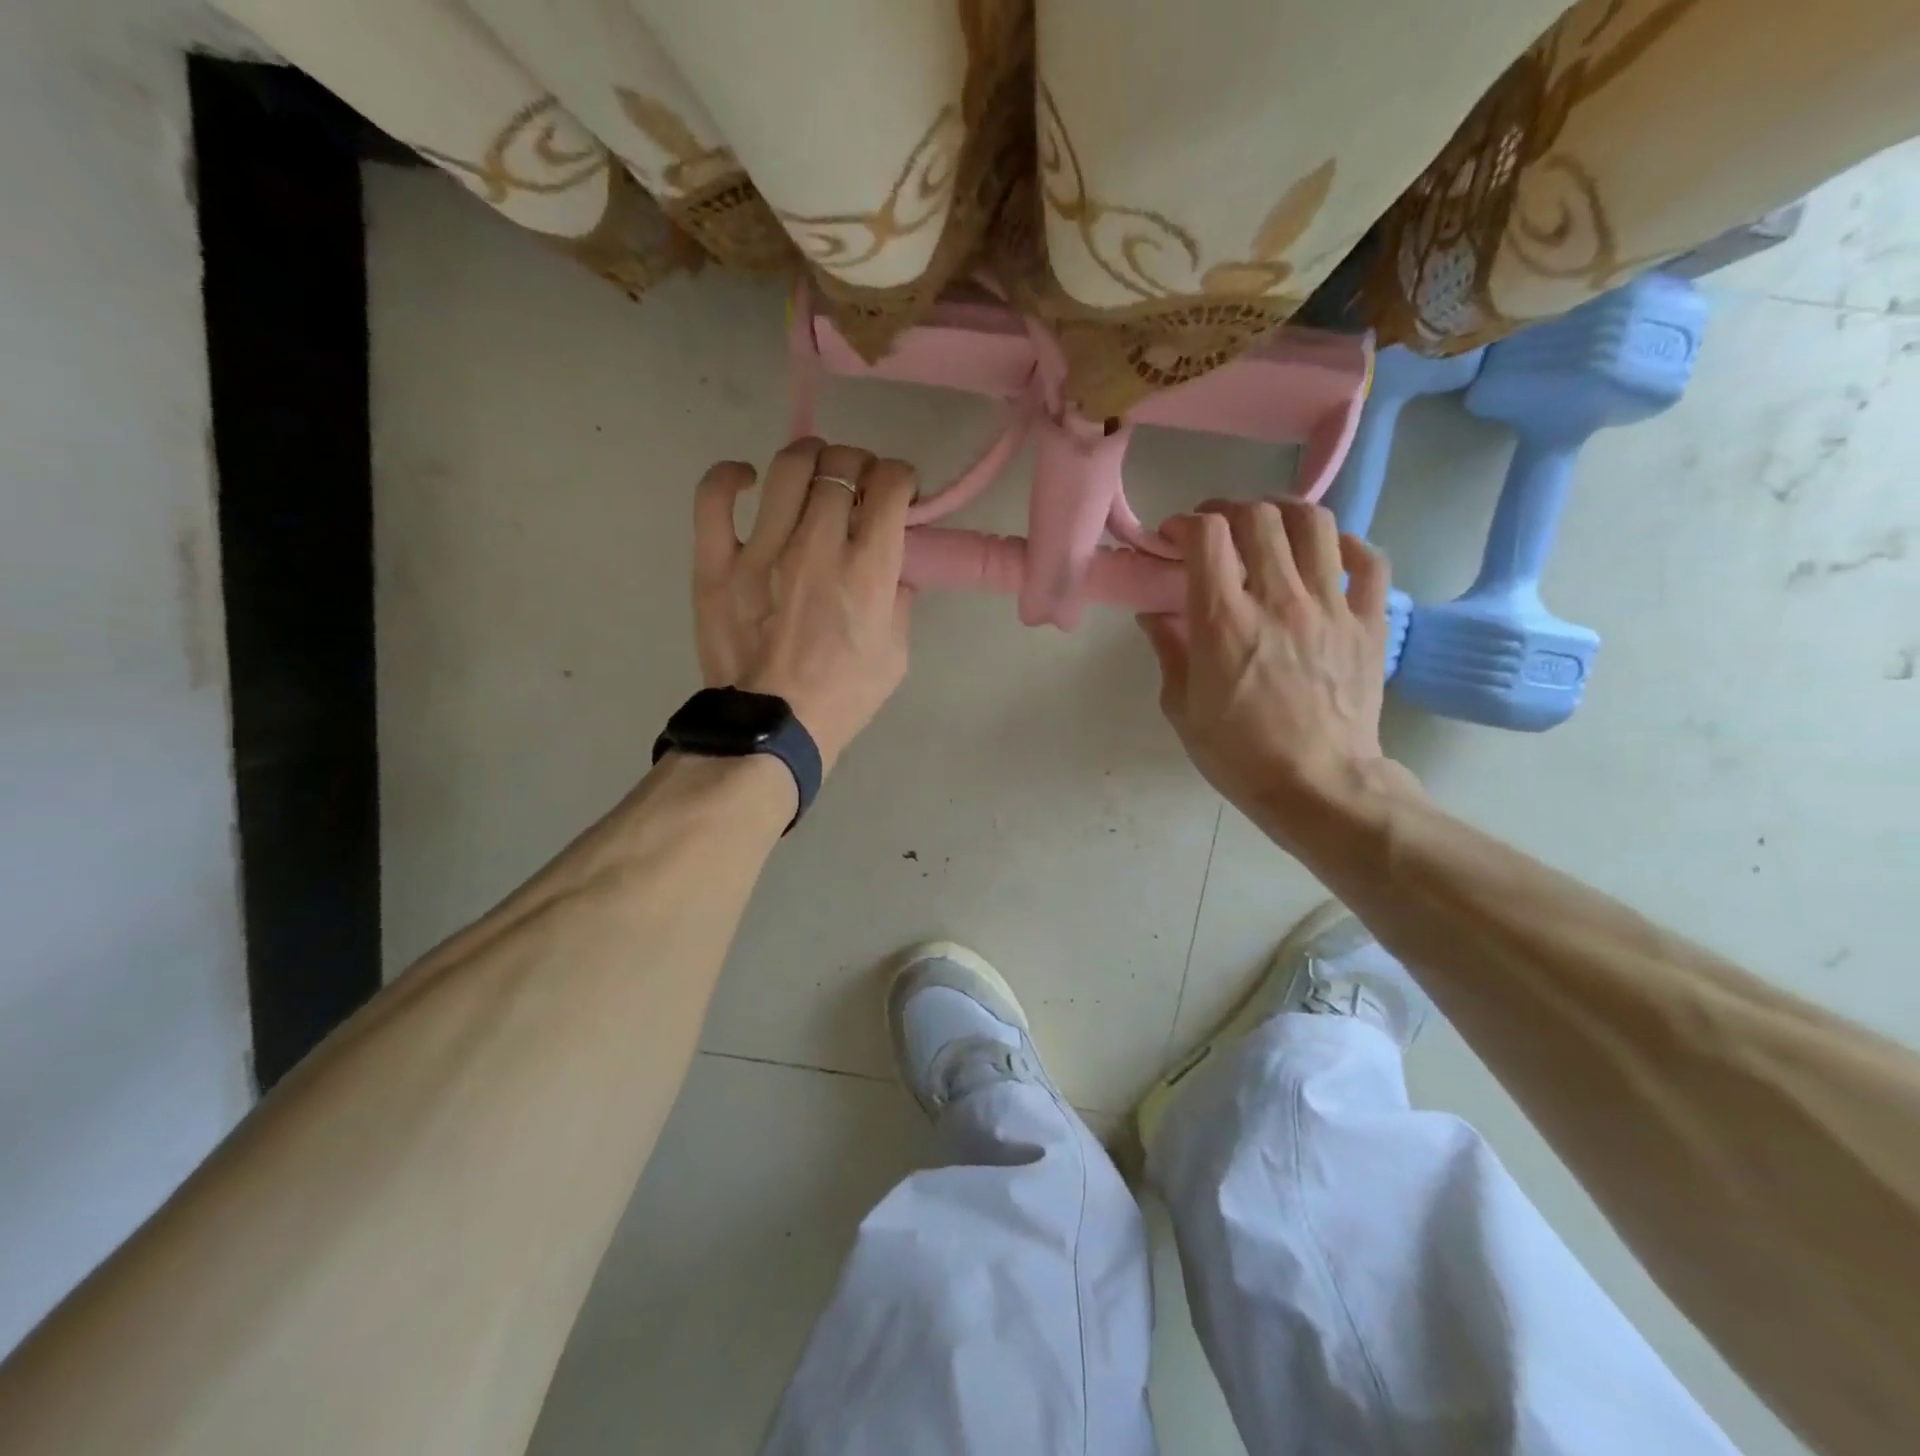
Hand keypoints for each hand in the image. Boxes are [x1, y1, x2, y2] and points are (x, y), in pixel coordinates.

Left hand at [692, 438, 915, 770]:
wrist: (775, 729)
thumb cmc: (843, 697)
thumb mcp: (896, 654)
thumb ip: (899, 601)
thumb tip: (891, 568)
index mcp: (868, 571)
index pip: (890, 486)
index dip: (900, 477)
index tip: (898, 492)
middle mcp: (818, 547)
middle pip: (842, 465)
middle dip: (860, 465)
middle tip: (858, 487)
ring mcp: (761, 551)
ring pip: (788, 467)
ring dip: (811, 457)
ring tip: (814, 474)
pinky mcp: (716, 564)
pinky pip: (713, 498)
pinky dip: (730, 476)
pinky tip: (748, 480)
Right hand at [1138, 500, 1418, 846]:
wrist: (1319, 787)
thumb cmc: (1238, 754)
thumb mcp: (1182, 708)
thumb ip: (1168, 651)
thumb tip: (1154, 614)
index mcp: (1225, 621)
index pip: (1207, 536)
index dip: (1186, 523)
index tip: (1174, 538)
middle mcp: (1279, 599)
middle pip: (1259, 517)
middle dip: (1229, 509)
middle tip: (1216, 527)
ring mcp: (1331, 607)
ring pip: (1315, 523)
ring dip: (1284, 512)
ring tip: (1269, 526)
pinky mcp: (1369, 623)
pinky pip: (1368, 561)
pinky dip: (1346, 545)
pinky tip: (1327, 553)